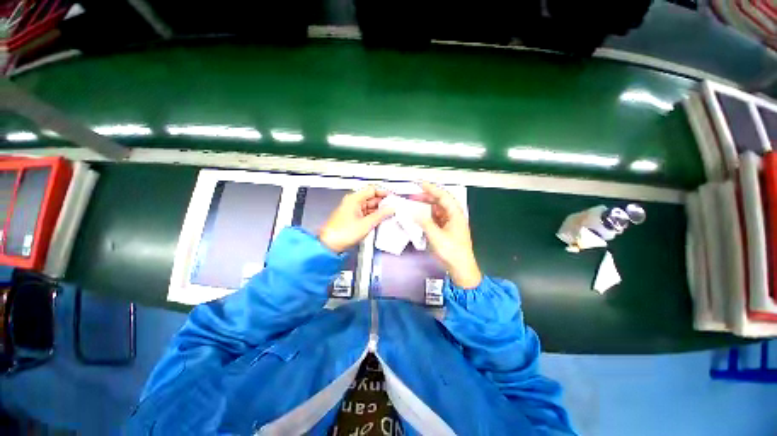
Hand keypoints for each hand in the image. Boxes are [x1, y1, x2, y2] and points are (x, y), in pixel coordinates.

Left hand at [319, 185, 394, 252]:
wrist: (330, 244)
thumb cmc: (343, 232)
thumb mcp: (366, 223)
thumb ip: (381, 215)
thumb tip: (391, 209)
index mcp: (354, 199)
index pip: (372, 190)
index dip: (383, 193)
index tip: (393, 197)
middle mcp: (353, 202)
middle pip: (371, 198)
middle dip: (383, 203)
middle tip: (393, 208)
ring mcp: (353, 210)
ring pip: (369, 207)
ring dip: (379, 210)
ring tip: (390, 215)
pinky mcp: (353, 218)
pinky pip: (366, 213)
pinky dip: (373, 216)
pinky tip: (381, 220)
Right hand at [413, 182, 482, 288]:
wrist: (461, 268)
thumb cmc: (451, 252)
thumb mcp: (436, 236)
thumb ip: (424, 222)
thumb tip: (414, 213)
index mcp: (455, 214)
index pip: (443, 196)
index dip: (432, 188)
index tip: (420, 184)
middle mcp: (454, 216)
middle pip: (440, 202)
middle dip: (427, 197)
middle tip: (413, 196)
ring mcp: (451, 223)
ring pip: (438, 210)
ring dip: (426, 207)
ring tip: (414, 205)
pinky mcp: (447, 230)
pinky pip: (436, 218)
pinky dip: (428, 216)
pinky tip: (420, 217)